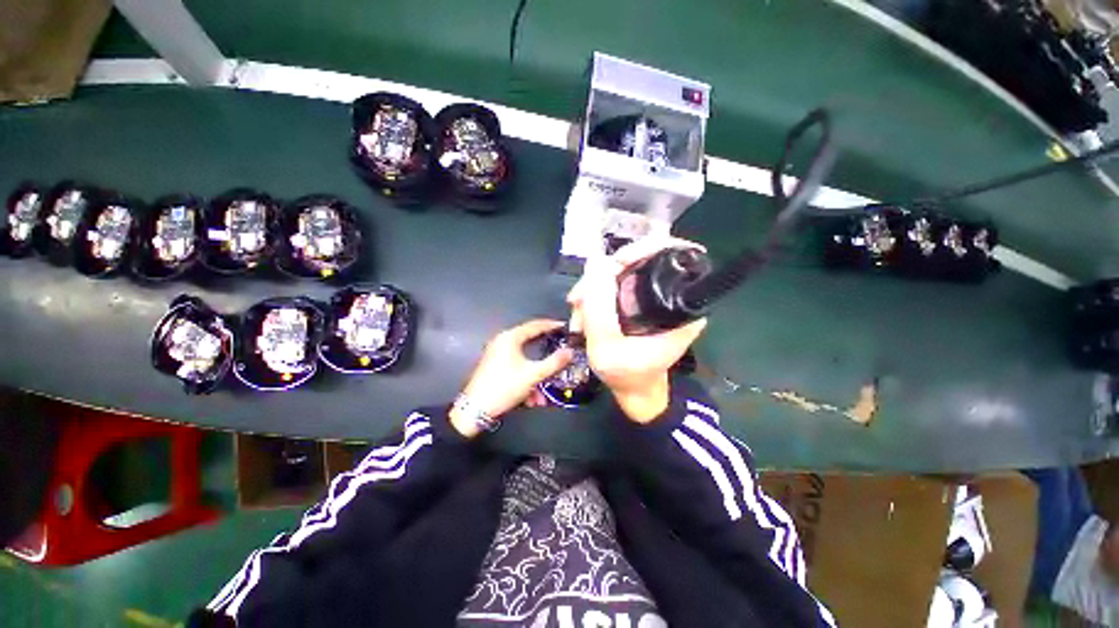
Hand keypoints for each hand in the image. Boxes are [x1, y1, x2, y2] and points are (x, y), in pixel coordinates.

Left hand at [451, 319, 573, 437]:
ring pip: (524, 364)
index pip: (535, 325)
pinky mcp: (493, 368)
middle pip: (530, 346)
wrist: (477, 407)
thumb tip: (569, 352)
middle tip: (560, 363)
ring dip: (535, 380)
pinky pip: (515, 371)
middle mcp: (501, 342)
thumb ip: (554, 362)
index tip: (565, 328)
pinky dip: (525, 383)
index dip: (552, 326)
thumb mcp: (533, 375)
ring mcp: (496, 355)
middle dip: (545, 363)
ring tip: (541, 397)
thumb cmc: (505, 386)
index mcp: (510, 338)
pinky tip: (531, 400)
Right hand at [567, 237, 707, 422]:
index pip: (675, 253)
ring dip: (595, 286)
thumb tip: (596, 263)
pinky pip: (619, 281)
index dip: (645, 248)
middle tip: (580, 297)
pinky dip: (598, 292)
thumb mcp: (607, 349)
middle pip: (642, 257)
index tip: (617, 262)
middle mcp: (675, 293)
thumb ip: (599, 309)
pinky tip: (583, 313)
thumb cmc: (628, 375)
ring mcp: (657, 294)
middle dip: (606, 273)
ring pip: (625, 268)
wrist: (633, 390)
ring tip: (577, 312)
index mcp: (682, 305)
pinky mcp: (643, 297)